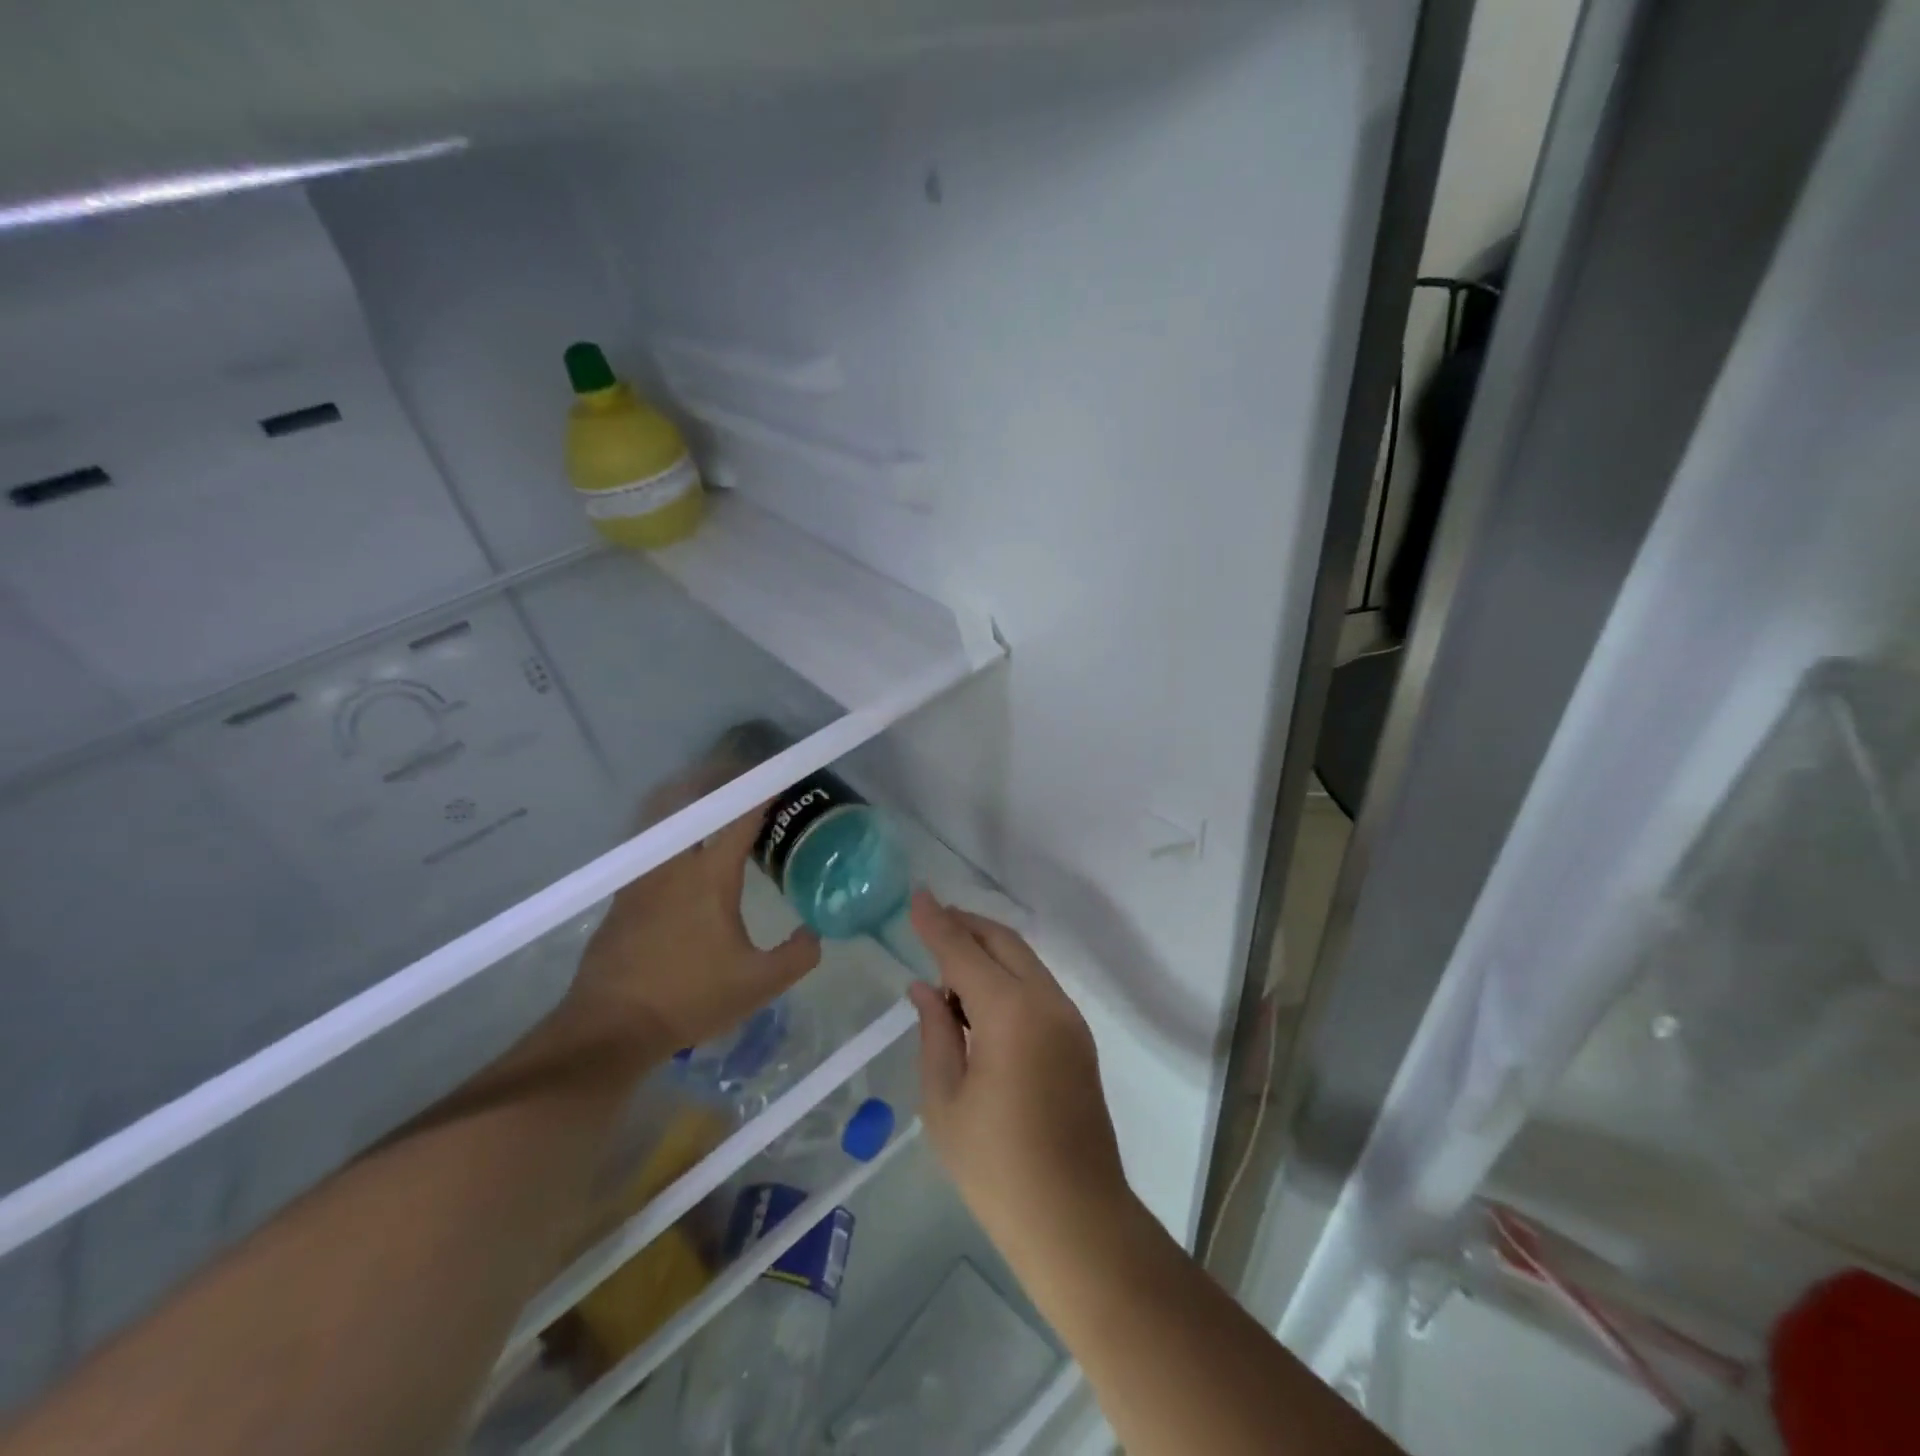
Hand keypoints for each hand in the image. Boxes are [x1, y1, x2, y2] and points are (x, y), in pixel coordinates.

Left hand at [569, 797, 819, 1056]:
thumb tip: (814, 933)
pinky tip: (679, 853)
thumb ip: (798, 955)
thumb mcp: (759, 984)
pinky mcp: (621, 897)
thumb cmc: (690, 998)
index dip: (762, 793)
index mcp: (710, 878)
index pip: (740, 819)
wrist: (611, 1027)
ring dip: (684, 801)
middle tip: (738, 777)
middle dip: (713, 779)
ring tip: (707, 802)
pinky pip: (647, 846)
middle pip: (687, 801)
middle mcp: (673, 866)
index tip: (778, 777)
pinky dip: (667, 832)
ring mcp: (640, 878)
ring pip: (660, 819)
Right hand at [906, 892, 1131, 1259]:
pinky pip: (1037, 986)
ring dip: (988, 950)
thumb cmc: (996, 1167)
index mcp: (1010, 1013)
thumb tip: (924, 988)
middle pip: (1003, 942)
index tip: (916, 896)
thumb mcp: (945, 1101)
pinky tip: (980, 999)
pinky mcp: (1078, 1039)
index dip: (937, 922)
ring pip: (1025, 961)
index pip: (963, 951)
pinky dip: (1007, 976)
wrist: (1076, 1219)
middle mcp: (1046, 1001)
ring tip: (947, 963)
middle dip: (966, 926)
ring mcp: (1069, 1019)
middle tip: (931, 922)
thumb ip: (935, 1032)